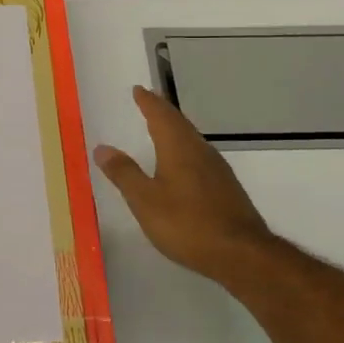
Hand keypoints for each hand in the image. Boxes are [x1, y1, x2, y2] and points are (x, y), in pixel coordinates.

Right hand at [93, 85, 277, 283]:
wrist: (240, 253)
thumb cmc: (187, 224)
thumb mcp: (145, 201)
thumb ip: (124, 173)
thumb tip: (103, 148)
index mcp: (179, 148)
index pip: (161, 115)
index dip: (148, 102)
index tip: (138, 90)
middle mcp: (200, 151)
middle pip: (179, 123)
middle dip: (162, 112)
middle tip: (147, 102)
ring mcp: (217, 169)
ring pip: (192, 139)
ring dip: (175, 130)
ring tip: (161, 129)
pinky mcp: (226, 187)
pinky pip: (200, 156)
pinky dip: (185, 150)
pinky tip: (182, 165)